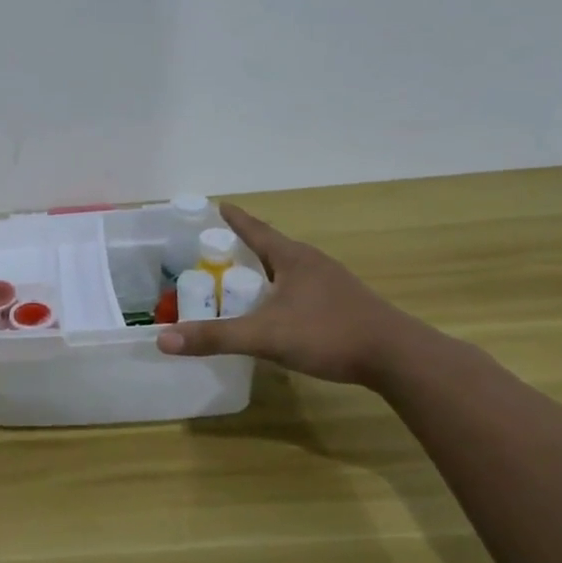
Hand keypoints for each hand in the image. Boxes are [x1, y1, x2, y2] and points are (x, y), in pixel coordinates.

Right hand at [156, 204, 421, 385]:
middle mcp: (312, 263)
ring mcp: (333, 283)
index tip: (218, 205)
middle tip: (221, 250)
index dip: (234, 219)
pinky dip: (284, 291)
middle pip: (273, 247)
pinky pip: (304, 289)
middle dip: (247, 246)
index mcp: (292, 258)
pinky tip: (280, 311)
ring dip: (267, 271)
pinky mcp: (346, 304)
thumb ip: (215, 337)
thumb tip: (163, 339)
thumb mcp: (264, 336)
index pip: (256, 230)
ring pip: (290, 269)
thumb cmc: (328, 334)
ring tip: (246, 280)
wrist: (398, 358)